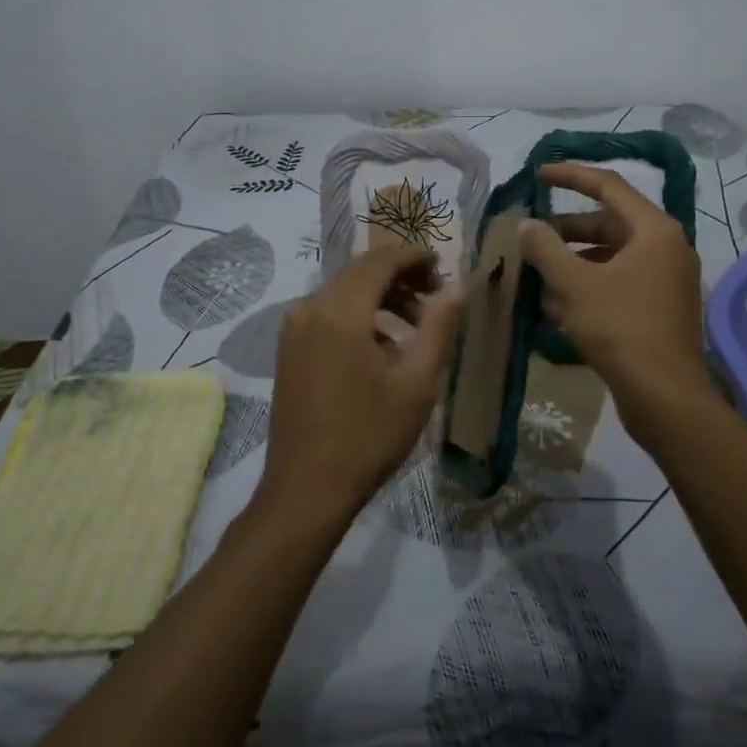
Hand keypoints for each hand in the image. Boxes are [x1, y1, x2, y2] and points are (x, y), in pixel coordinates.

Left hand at [261, 245, 464, 523]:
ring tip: (416, 328)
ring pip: (344, 293)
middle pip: (360, 273)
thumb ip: (439, 327)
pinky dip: (359, 317)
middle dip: (401, 278)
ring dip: (381, 299)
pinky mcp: (289, 349)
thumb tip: (458, 287)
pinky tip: (383, 349)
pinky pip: (328, 314)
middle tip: (436, 298)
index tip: (443, 267)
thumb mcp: (416, 382)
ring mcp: (294, 329)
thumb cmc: (369, 435)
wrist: (306, 489)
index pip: (380, 261)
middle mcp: (310, 308)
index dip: (414, 257)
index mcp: (340, 310)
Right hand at [517, 163, 713, 448]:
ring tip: (536, 272)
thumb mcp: (574, 284)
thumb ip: (545, 248)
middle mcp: (666, 248)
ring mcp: (666, 280)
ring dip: (573, 261)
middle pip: (609, 223)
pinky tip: (554, 305)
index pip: (609, 186)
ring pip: (611, 256)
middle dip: (566, 229)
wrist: (665, 397)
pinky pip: (619, 282)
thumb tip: (526, 225)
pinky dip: (588, 284)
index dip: (570, 176)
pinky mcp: (660, 308)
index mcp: (654, 230)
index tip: (538, 174)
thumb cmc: (621, 328)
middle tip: (531, 235)